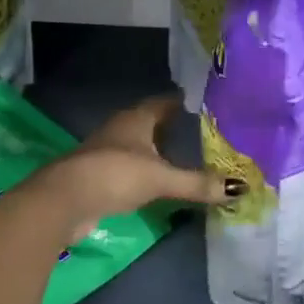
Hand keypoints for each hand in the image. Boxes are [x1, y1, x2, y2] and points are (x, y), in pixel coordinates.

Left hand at [33, 96, 222, 243]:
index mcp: (136, 118)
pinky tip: (155, 181)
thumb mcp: (161, 178)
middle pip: (149, 122)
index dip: (179, 102)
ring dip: (154, 149)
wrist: (63, 201)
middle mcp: (120, 129)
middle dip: (169, 126)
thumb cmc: (115, 174)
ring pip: (136, 144)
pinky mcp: (97, 176)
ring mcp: (105, 152)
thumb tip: (240, 188)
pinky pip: (127, 166)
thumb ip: (197, 183)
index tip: (200, 104)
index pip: (163, 102)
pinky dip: (142, 170)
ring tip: (180, 156)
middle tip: (197, 131)